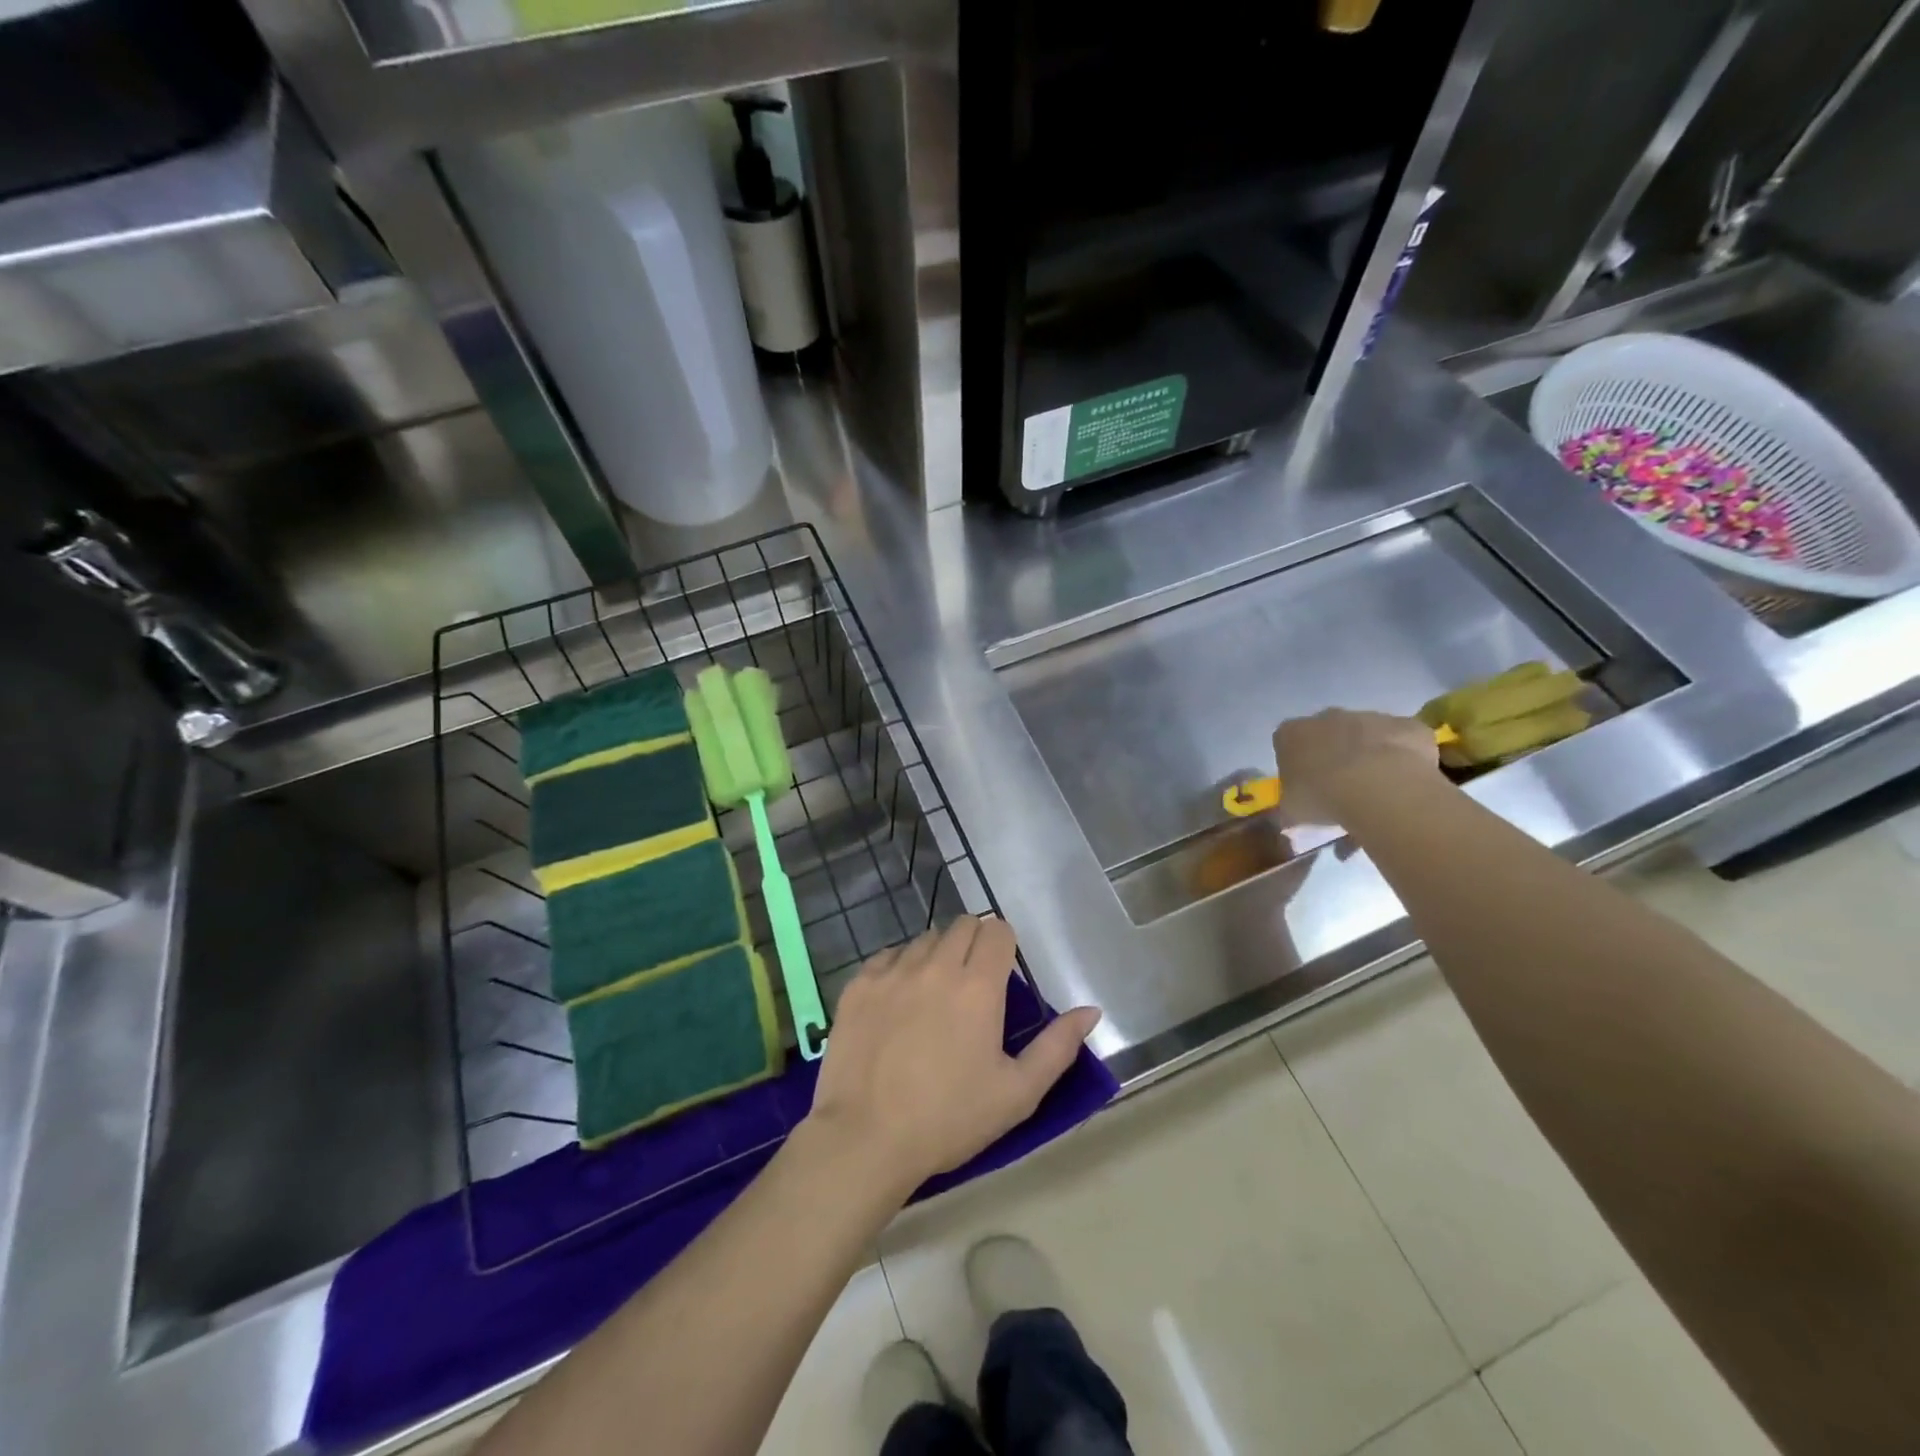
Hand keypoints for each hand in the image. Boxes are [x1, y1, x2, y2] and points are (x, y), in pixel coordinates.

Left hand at [803, 916, 1101, 1198]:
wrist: (865, 1138)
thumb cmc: (949, 1119)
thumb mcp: (1017, 1093)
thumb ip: (1058, 1047)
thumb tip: (1091, 1011)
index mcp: (978, 986)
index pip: (997, 930)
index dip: (1004, 946)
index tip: (1002, 974)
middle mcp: (936, 965)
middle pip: (962, 925)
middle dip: (974, 944)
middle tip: (972, 985)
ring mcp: (892, 972)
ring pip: (924, 938)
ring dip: (937, 955)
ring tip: (934, 996)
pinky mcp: (858, 985)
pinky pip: (887, 956)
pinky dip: (899, 968)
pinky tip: (898, 1003)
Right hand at [1272, 708, 1438, 823]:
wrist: (1380, 788)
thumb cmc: (1323, 797)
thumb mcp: (1292, 811)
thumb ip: (1290, 806)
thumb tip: (1291, 815)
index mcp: (1291, 734)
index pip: (1286, 742)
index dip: (1295, 763)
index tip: (1305, 785)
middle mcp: (1327, 716)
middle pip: (1327, 732)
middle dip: (1333, 754)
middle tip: (1341, 786)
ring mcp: (1369, 716)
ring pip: (1367, 734)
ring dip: (1369, 754)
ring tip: (1377, 789)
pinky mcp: (1406, 725)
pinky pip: (1402, 740)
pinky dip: (1404, 755)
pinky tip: (1405, 781)